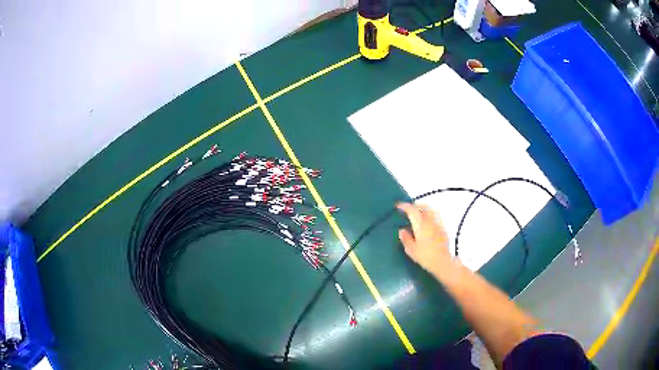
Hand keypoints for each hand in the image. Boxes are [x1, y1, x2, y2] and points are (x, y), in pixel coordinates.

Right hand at [397, 203, 453, 275]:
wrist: (442, 262)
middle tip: (408, 209)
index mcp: (420, 224)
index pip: (412, 210)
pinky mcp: (443, 229)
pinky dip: (429, 216)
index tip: (398, 206)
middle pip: (423, 207)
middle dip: (415, 205)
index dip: (405, 206)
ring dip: (423, 209)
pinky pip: (435, 217)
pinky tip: (427, 223)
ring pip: (431, 211)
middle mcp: (430, 221)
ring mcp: (438, 224)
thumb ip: (405, 238)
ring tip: (418, 214)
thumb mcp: (411, 249)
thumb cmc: (425, 256)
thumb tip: (402, 230)